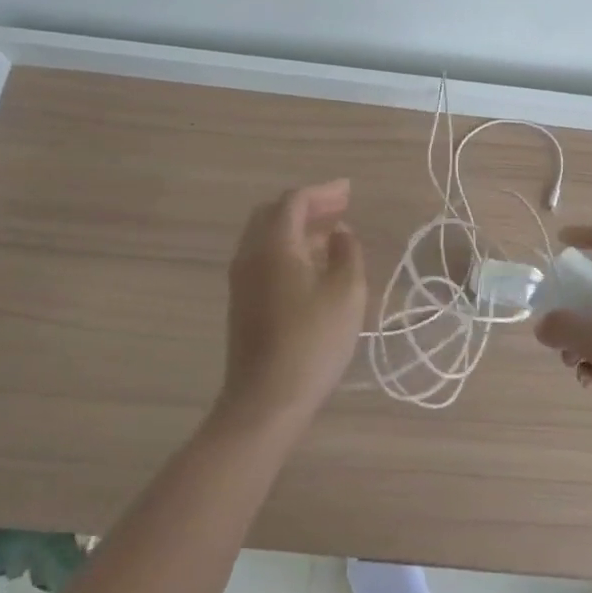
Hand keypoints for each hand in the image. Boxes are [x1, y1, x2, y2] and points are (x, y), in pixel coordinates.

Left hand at [218, 180, 367, 431]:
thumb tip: (339, 233)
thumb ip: (347, 252)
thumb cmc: (312, 342)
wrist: (266, 400)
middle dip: (308, 206)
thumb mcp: (346, 292)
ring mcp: (242, 280)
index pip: (294, 201)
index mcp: (274, 245)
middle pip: (274, 213)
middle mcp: (250, 255)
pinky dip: (288, 247)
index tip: (349, 191)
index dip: (323, 192)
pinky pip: (263, 257)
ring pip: (266, 236)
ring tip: (331, 234)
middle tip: (339, 209)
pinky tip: (311, 264)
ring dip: (297, 227)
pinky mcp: (243, 302)